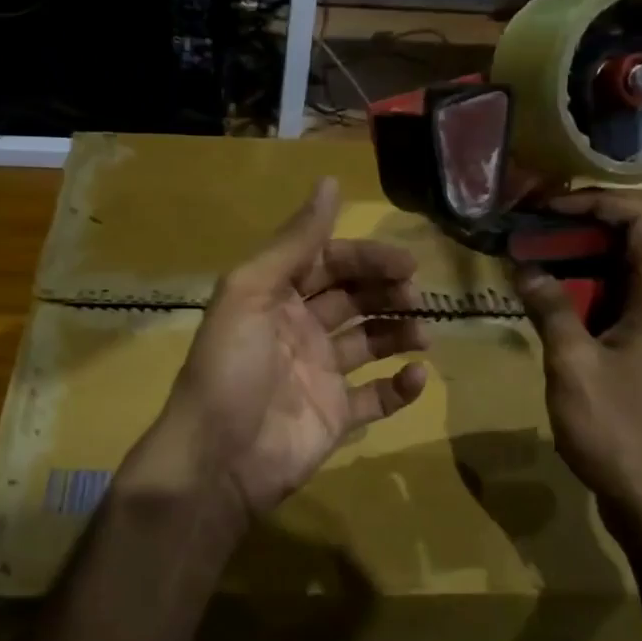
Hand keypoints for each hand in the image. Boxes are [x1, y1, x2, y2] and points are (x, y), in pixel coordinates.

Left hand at [149, 177, 429, 527]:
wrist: (218, 459)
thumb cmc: (231, 366)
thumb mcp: (252, 291)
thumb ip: (294, 241)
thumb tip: (329, 181)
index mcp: (275, 296)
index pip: (329, 263)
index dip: (366, 258)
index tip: (406, 263)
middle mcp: (298, 329)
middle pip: (353, 298)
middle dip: (386, 291)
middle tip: (416, 296)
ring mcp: (318, 374)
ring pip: (369, 342)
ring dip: (399, 332)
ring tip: (423, 334)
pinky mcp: (334, 416)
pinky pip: (375, 397)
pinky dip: (399, 387)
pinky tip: (416, 377)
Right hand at [510, 192, 641, 531]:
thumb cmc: (618, 431)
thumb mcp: (573, 365)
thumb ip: (550, 308)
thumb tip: (525, 266)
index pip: (641, 220)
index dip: (595, 202)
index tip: (545, 209)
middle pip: (627, 240)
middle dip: (575, 227)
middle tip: (523, 229)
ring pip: (614, 272)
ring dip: (571, 259)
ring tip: (523, 256)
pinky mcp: (635, 352)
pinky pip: (607, 303)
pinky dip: (574, 291)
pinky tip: (538, 300)